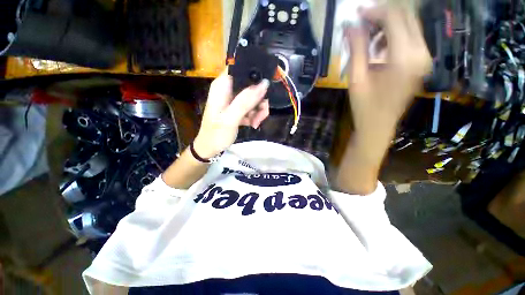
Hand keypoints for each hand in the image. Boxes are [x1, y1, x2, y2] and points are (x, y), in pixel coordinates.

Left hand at [193, 70, 269, 158]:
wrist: (210, 148)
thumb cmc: (216, 134)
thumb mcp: (230, 118)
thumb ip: (245, 101)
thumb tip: (263, 84)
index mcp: (223, 86)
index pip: (240, 68)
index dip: (255, 74)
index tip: (265, 88)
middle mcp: (229, 90)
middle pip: (251, 85)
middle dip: (259, 99)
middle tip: (262, 113)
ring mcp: (233, 100)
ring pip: (253, 97)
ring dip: (258, 110)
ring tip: (257, 122)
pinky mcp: (237, 109)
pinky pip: (251, 107)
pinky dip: (255, 115)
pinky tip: (253, 124)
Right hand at [346, 5, 431, 135]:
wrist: (379, 125)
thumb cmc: (365, 106)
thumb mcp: (356, 79)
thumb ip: (356, 49)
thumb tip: (350, 25)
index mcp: (404, 58)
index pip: (394, 18)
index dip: (374, 11)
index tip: (356, 13)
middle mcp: (421, 52)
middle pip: (406, 16)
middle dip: (382, 14)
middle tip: (361, 22)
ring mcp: (424, 57)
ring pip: (409, 25)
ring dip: (387, 24)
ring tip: (367, 37)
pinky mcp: (421, 62)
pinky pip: (410, 37)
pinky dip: (393, 35)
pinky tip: (378, 47)